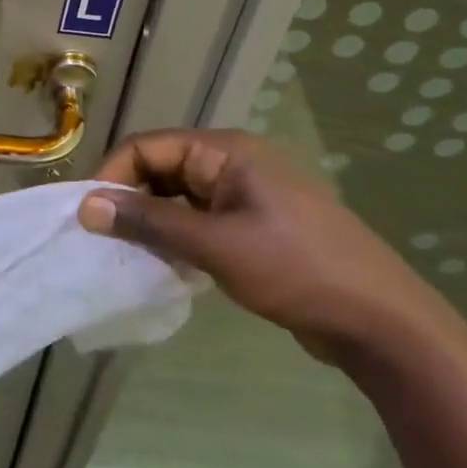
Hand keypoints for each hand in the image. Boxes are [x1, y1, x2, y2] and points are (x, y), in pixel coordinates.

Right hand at [77, 129, 452, 363]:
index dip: (113, 176)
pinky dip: (177, 235)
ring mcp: (246, 193)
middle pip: (162, 167)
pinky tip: (165, 263)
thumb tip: (86, 206)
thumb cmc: (296, 270)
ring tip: (128, 253)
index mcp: (225, 151)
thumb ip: (149, 223)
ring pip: (179, 195)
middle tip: (104, 239)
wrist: (380, 320)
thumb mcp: (215, 246)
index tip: (87, 216)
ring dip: (152, 220)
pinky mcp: (254, 223)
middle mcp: (232, 162)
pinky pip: (199, 218)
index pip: (148, 146)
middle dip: (130, 198)